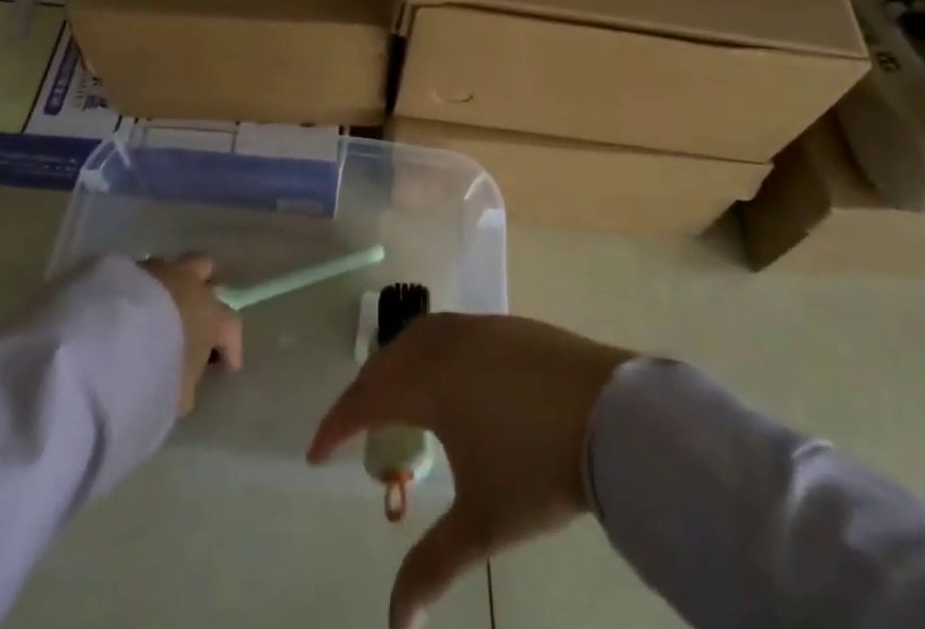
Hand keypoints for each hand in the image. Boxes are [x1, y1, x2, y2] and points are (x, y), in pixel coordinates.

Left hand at [138, 254, 243, 415]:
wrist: (104, 345)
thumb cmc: (152, 373)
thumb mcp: (176, 395)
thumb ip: (187, 383)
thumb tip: (185, 381)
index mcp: (210, 315)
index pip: (231, 326)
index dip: (231, 347)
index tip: (227, 367)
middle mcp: (190, 284)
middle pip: (205, 272)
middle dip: (202, 290)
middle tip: (194, 315)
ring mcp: (157, 272)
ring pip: (172, 267)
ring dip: (169, 285)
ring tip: (157, 308)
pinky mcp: (125, 269)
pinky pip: (140, 275)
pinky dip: (140, 289)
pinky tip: (129, 308)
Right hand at [307, 314, 633, 628]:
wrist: (610, 413)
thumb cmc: (536, 467)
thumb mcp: (481, 524)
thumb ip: (431, 566)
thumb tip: (395, 624)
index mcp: (428, 383)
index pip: (365, 400)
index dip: (335, 427)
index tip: (314, 455)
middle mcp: (444, 345)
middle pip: (387, 362)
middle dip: (362, 395)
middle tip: (351, 430)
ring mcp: (478, 329)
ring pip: (418, 338)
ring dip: (396, 366)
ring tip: (392, 399)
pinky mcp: (507, 326)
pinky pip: (448, 332)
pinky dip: (428, 352)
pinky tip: (444, 377)